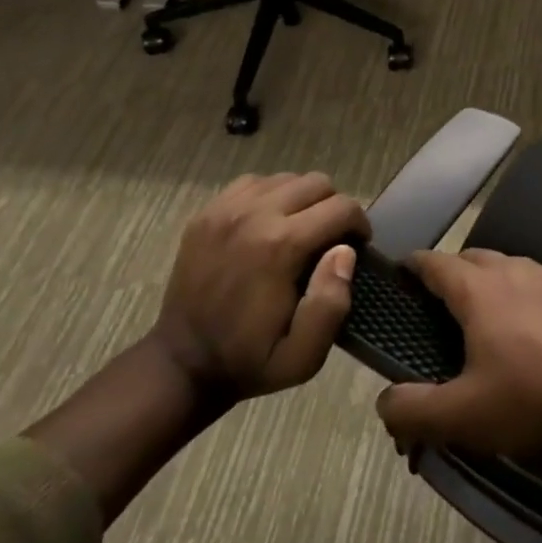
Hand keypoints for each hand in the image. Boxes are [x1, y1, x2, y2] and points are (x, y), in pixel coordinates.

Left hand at [152, 172, 366, 400]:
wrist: (182, 363)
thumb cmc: (249, 360)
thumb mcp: (303, 356)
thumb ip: (331, 304)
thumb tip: (345, 252)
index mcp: (281, 246)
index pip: (342, 207)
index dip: (359, 225)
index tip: (357, 247)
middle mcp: (254, 215)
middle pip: (317, 183)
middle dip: (334, 208)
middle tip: (330, 240)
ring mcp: (225, 209)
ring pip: (287, 179)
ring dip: (303, 200)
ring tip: (301, 231)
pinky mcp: (207, 212)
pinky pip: (254, 183)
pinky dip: (271, 196)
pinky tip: (270, 223)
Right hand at [375, 249, 541, 463]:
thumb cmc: (531, 401)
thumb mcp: (463, 417)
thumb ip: (413, 410)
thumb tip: (384, 401)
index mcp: (480, 291)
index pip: (436, 263)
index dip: (415, 266)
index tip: (402, 273)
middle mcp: (517, 271)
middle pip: (476, 259)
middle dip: (455, 272)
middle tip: (445, 301)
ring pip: (515, 268)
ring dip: (497, 282)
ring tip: (494, 313)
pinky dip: (535, 296)